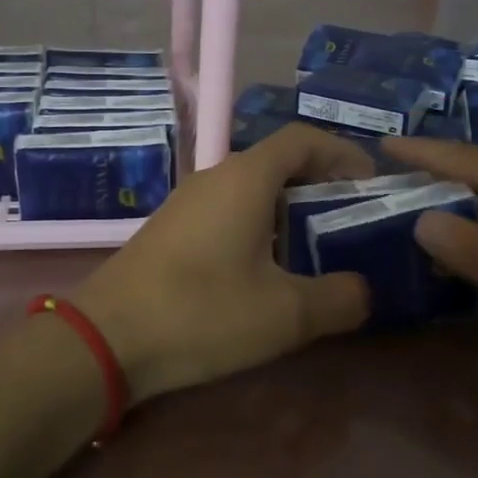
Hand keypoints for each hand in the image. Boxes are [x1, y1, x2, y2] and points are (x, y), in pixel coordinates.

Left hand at [74, 124, 375, 400]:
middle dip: (321, 185)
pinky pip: (228, 211)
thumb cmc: (202, 313)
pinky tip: (265, 272)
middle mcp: (216, 177)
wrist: (105, 338)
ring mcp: (188, 202)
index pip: (304, 139)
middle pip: (279, 162)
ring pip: (252, 190)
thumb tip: (364, 291)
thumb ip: (339, 299)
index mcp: (246, 178)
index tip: (371, 185)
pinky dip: (258, 227)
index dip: (343, 153)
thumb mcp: (285, 314)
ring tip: (316, 251)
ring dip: (289, 210)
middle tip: (352, 223)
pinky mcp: (171, 229)